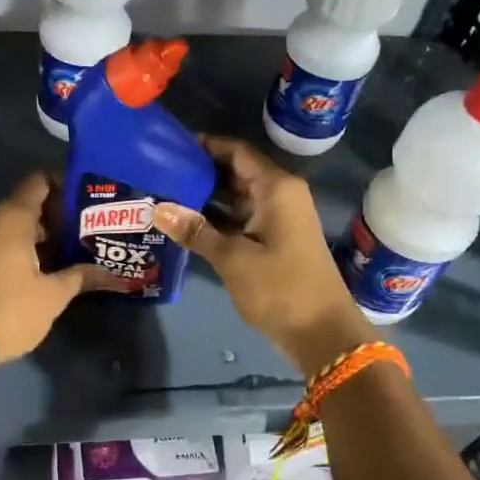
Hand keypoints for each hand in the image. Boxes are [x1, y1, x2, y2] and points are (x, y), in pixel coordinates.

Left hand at [0, 171, 99, 363]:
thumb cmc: (12, 309)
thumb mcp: (53, 294)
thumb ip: (80, 276)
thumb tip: (109, 272)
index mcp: (13, 218)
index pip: (39, 182)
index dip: (64, 183)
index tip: (87, 194)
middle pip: (30, 203)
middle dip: (59, 212)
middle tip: (89, 224)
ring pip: (18, 225)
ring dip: (44, 232)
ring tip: (77, 244)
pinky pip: (6, 241)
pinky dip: (28, 245)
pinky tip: (51, 263)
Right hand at [153, 136, 370, 375]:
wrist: (322, 334)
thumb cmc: (280, 288)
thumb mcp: (233, 258)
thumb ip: (195, 231)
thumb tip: (157, 208)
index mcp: (276, 188)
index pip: (237, 151)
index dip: (206, 145)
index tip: (170, 146)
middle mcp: (279, 195)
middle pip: (235, 171)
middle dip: (200, 171)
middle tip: (159, 172)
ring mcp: (278, 219)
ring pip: (236, 196)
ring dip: (205, 196)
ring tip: (164, 194)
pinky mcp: (273, 240)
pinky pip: (240, 218)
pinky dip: (216, 218)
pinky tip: (185, 223)